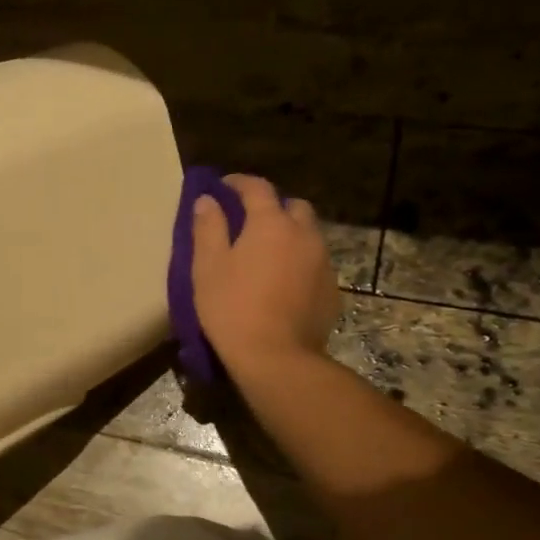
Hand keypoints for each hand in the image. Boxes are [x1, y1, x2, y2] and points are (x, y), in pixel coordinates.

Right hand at [191, 174, 339, 377]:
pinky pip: (315, 262)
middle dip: (272, 206)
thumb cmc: (232, 308)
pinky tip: (283, 281)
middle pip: (293, 206)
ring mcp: (322, 262)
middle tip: (249, 221)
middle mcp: (303, 234)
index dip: (238, 182)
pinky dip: (299, 261)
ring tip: (268, 252)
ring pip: (308, 234)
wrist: (276, 357)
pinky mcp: (331, 289)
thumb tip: (208, 201)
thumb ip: (208, 228)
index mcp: (271, 223)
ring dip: (289, 234)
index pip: (257, 187)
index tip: (222, 186)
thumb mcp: (207, 267)